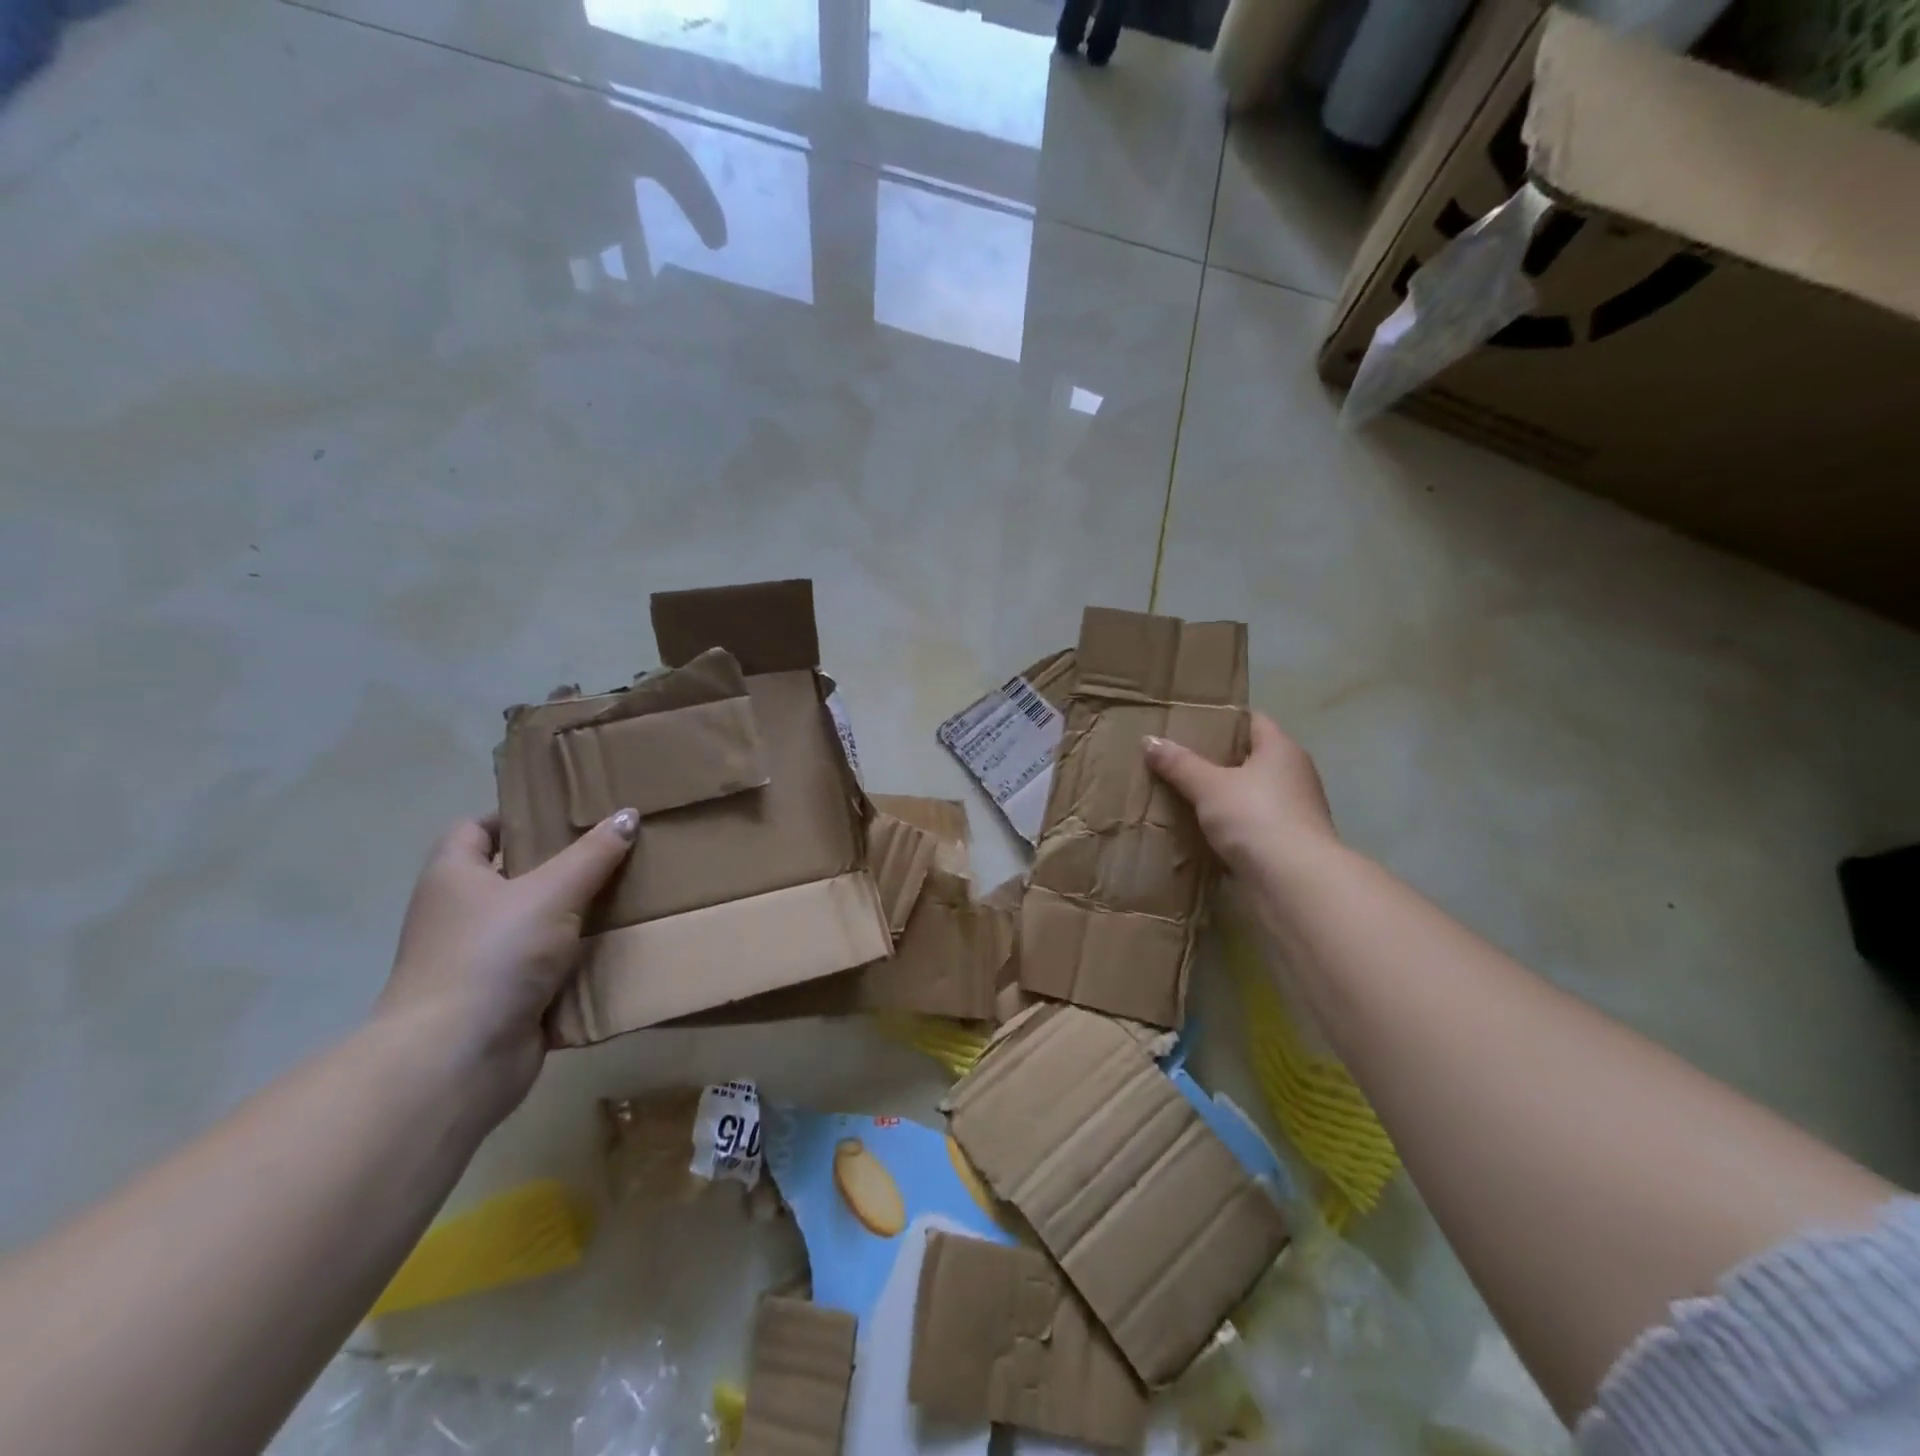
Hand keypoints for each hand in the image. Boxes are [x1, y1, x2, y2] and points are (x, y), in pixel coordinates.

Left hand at [377, 810, 637, 1119]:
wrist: (458, 1059)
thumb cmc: (493, 955)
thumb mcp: (552, 892)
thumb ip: (593, 854)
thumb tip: (628, 814)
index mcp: (454, 878)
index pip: (475, 829)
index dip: (514, 816)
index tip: (565, 812)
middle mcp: (461, 915)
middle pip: (513, 876)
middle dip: (561, 865)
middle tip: (614, 848)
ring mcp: (482, 960)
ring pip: (537, 923)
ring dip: (575, 915)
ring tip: (628, 893)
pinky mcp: (506, 998)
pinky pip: (548, 967)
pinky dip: (578, 959)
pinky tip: (619, 946)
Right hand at [1146, 712, 1336, 872]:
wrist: (1293, 881)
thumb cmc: (1255, 817)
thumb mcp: (1209, 786)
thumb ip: (1179, 764)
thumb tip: (1149, 740)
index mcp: (1282, 749)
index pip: (1253, 721)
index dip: (1223, 719)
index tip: (1190, 723)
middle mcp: (1294, 774)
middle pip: (1251, 757)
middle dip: (1217, 759)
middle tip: (1178, 758)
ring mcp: (1294, 811)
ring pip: (1251, 793)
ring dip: (1224, 795)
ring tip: (1183, 793)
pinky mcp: (1287, 842)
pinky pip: (1252, 823)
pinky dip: (1231, 824)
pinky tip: (1202, 829)